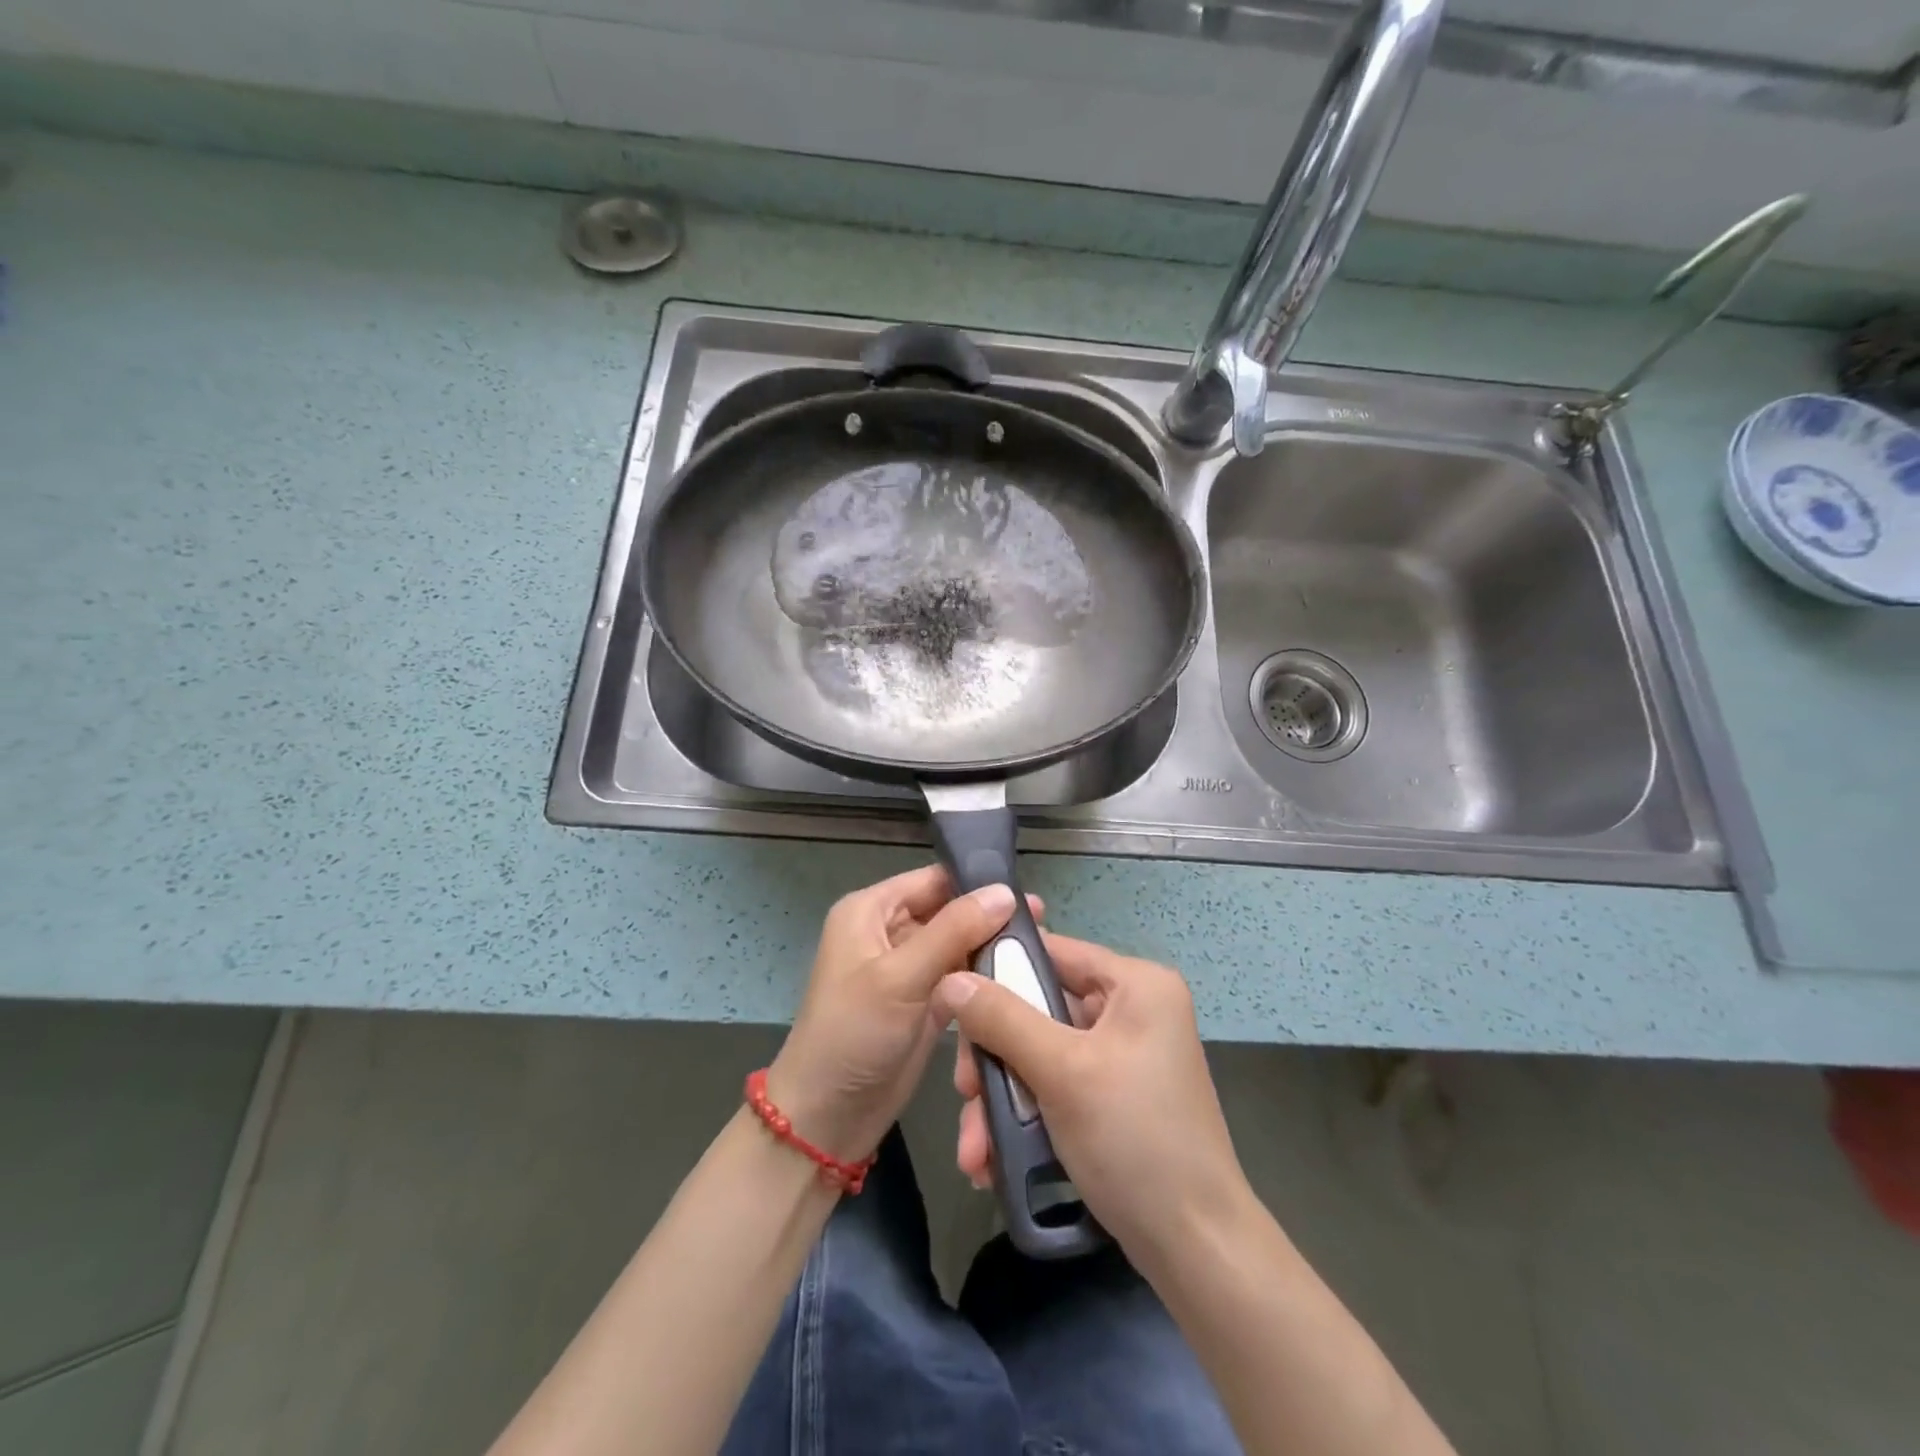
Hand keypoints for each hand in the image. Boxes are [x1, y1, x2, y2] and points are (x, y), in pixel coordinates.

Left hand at [766, 865, 1031, 1164]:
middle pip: (949, 912)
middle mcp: (890, 932)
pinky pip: (961, 979)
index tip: (1026, 896)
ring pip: (959, 946)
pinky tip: (1022, 979)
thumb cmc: (853, 1035)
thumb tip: (1005, 892)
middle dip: (990, 919)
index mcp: (871, 911)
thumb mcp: (900, 976)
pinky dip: (985, 980)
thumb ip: (954, 931)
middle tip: (1044, 925)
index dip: (976, 884)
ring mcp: (909, 970)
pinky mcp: (925, 1002)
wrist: (827, 1119)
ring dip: (992, 950)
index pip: (932, 881)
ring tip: (1042, 950)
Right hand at [936, 932, 1249, 1261]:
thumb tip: (950, 979)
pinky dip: (1024, 1117)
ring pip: (1039, 1054)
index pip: (1052, 951)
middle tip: (964, 1091)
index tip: (952, 999)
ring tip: (973, 1150)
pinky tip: (992, 1159)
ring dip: (1000, 1099)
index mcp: (1135, 984)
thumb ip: (1002, 1019)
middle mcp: (1131, 1010)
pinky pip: (1055, 1086)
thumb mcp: (1062, 1072)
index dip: (998, 969)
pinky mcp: (1111, 1096)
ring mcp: (1122, 1055)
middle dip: (994, 1057)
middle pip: (1037, 1009)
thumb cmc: (1134, 1140)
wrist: (1195, 1249)